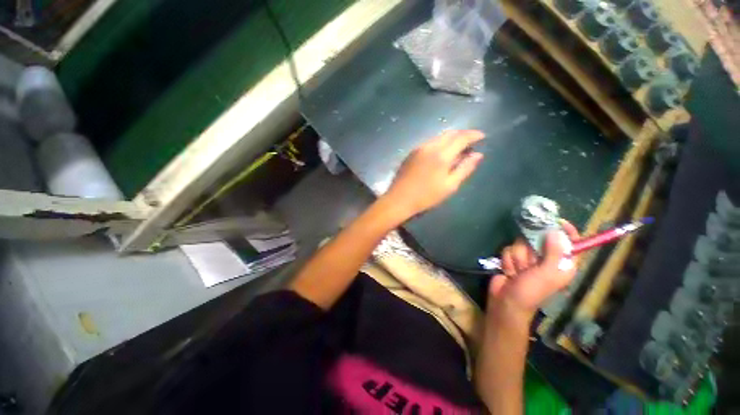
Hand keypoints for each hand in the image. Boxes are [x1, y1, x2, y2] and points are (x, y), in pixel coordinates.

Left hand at [384, 130, 484, 217]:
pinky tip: (441, 153)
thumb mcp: (449, 186)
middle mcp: (430, 146)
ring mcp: (418, 148)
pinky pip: (429, 142)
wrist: (399, 200)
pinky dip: (439, 143)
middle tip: (471, 142)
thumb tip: (478, 155)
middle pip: (449, 133)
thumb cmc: (426, 196)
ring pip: (438, 137)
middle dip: (462, 134)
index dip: (474, 135)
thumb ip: (465, 168)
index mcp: (441, 155)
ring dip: (450, 139)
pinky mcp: (411, 153)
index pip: (461, 137)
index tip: (482, 136)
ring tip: (457, 148)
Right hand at [488, 221, 580, 317]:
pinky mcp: (513, 259)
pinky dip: (508, 261)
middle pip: (539, 240)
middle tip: (530, 264)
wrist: (506, 301)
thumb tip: (556, 232)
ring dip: (517, 259)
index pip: (569, 244)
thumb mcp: (547, 273)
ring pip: (520, 244)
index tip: (557, 221)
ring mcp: (527, 259)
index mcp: (561, 264)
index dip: (566, 232)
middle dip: (530, 251)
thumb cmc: (531, 291)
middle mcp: (546, 259)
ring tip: (518, 273)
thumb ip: (554, 252)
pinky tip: (509, 272)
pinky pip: (509, 250)